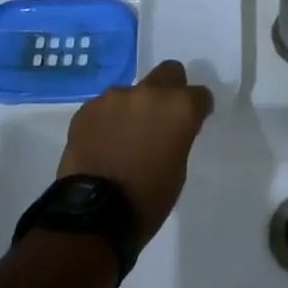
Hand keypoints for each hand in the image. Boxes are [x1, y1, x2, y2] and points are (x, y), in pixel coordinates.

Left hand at [58, 59, 212, 244]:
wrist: (94, 214)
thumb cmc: (147, 199)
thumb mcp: (178, 169)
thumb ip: (177, 137)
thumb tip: (169, 129)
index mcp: (179, 108)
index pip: (199, 95)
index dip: (198, 109)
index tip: (193, 122)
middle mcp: (149, 93)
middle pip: (168, 73)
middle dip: (170, 89)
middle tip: (162, 116)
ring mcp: (115, 98)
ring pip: (132, 92)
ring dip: (134, 108)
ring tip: (124, 137)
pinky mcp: (87, 109)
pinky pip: (105, 107)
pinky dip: (108, 120)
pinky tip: (103, 143)